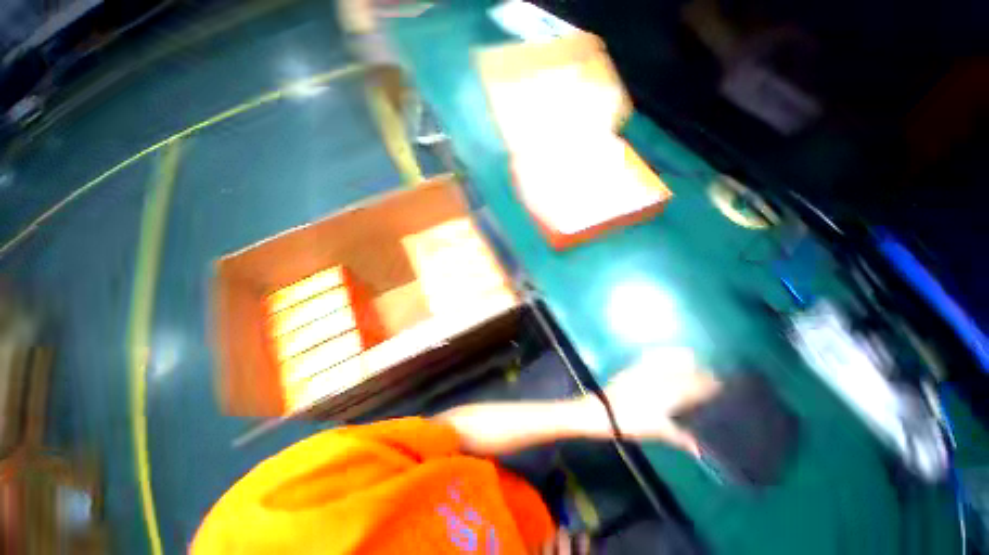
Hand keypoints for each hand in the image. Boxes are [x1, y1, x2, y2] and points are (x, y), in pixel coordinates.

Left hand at [590, 347, 720, 454]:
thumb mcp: (656, 432)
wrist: (602, 411)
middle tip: (711, 376)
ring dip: (685, 360)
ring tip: (694, 363)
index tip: (720, 384)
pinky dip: (665, 354)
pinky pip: (652, 356)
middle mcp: (658, 379)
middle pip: (685, 372)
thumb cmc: (630, 424)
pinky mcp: (633, 367)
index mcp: (667, 396)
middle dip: (701, 372)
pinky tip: (670, 355)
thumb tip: (701, 449)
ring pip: (670, 359)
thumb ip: (681, 437)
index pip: (694, 386)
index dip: (709, 384)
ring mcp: (644, 370)